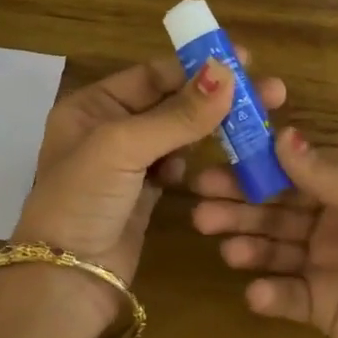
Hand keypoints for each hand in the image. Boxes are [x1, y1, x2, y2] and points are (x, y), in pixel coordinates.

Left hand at [11, 52, 286, 330]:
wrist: (67, 277)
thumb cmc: (83, 199)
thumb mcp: (123, 147)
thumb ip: (177, 113)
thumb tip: (226, 72)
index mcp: (92, 105)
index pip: (152, 75)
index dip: (196, 66)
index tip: (245, 60)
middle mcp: (108, 128)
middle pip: (170, 101)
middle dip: (215, 96)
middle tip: (270, 92)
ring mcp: (127, 163)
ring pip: (177, 134)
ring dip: (209, 128)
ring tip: (253, 125)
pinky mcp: (144, 193)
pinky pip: (176, 164)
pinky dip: (191, 161)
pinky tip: (203, 166)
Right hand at [191, 128, 337, 337]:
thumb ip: (333, 179)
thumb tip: (282, 136)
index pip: (297, 175)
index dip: (257, 169)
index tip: (217, 165)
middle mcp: (336, 228)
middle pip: (278, 211)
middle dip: (241, 208)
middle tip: (202, 210)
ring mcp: (327, 271)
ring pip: (275, 250)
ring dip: (248, 246)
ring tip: (227, 249)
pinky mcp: (320, 311)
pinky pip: (286, 295)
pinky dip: (269, 292)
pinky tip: (259, 294)